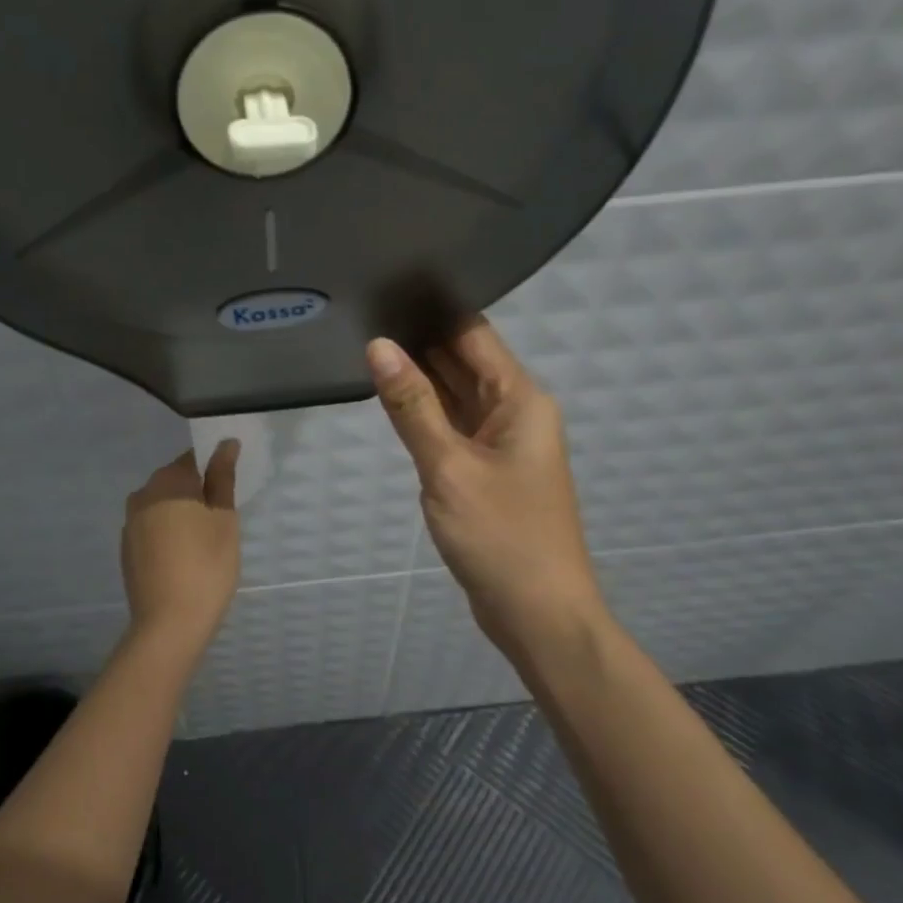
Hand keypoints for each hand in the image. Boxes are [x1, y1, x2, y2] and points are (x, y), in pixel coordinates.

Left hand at [120, 444, 242, 648]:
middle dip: (198, 492)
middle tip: (223, 519)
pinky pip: (152, 527)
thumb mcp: (224, 520)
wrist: (168, 624)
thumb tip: (225, 444)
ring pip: (163, 505)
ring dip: (182, 513)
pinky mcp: (127, 548)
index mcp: (168, 482)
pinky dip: (168, 533)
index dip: (215, 470)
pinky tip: (184, 557)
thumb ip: (223, 478)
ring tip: (205, 540)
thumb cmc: (207, 567)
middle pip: (176, 481)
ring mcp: (130, 523)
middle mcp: (142, 494)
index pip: (194, 458)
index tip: (230, 490)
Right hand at [366, 319, 609, 662]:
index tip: (387, 288)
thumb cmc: (501, 536)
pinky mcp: (487, 470)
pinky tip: (391, 399)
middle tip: (364, 314)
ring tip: (367, 346)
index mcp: (520, 400)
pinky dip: (426, 414)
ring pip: (457, 395)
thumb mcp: (448, 467)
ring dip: (420, 377)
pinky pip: (454, 427)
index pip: (474, 335)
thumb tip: (379, 346)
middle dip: (420, 342)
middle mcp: (516, 412)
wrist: (539, 614)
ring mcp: (502, 443)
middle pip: (465, 362)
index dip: (433, 311)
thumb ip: (412, 406)